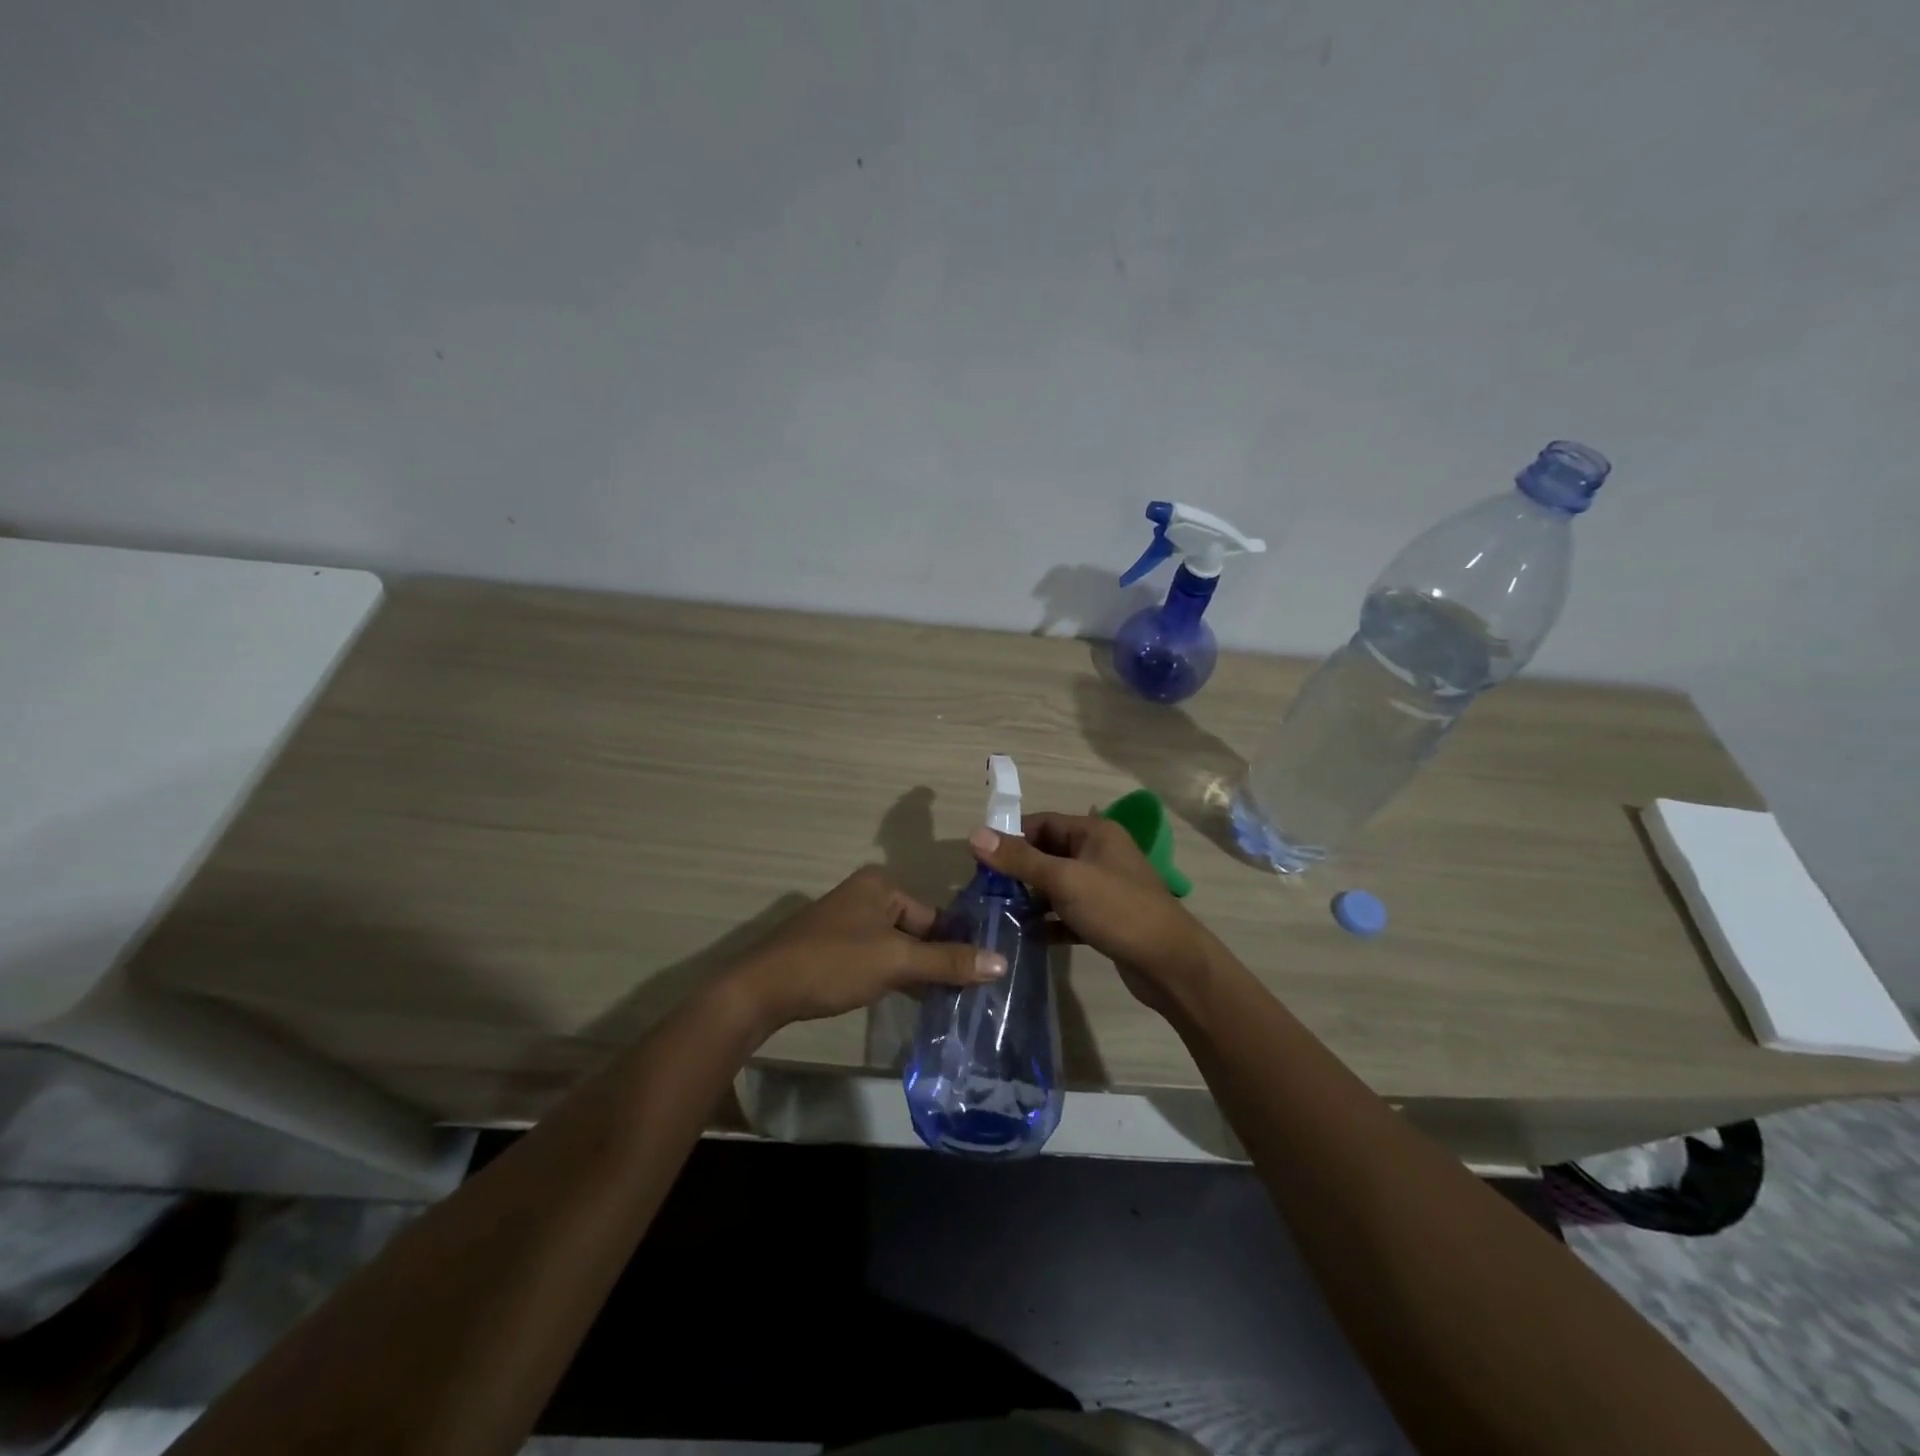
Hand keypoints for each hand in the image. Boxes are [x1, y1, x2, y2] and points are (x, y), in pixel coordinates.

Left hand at [727, 866, 1005, 1035]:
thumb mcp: (896, 961)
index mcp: (881, 885)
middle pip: (917, 930)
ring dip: (917, 972)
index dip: (957, 946)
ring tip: (948, 1003)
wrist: (762, 989)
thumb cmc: (834, 963)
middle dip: (938, 961)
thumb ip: (947, 961)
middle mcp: (865, 896)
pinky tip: (911, 1001)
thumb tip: (1002, 962)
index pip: (935, 915)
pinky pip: (877, 958)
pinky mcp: (834, 949)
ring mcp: (847, 923)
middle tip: (969, 995)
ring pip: (897, 947)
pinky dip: (893, 977)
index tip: (983, 978)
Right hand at [967, 812, 1210, 1011]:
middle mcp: (1099, 853)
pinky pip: (1067, 912)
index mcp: (1094, 832)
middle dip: (1017, 869)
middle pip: (1048, 852)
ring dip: (1030, 896)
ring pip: (1056, 884)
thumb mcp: (1064, 880)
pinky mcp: (1105, 917)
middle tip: (985, 889)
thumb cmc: (1117, 909)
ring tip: (998, 912)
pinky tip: (1025, 935)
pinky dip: (1048, 920)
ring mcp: (1104, 886)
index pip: (1042, 822)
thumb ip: (1019, 858)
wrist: (1169, 963)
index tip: (980, 859)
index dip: (1011, 836)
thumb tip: (974, 833)